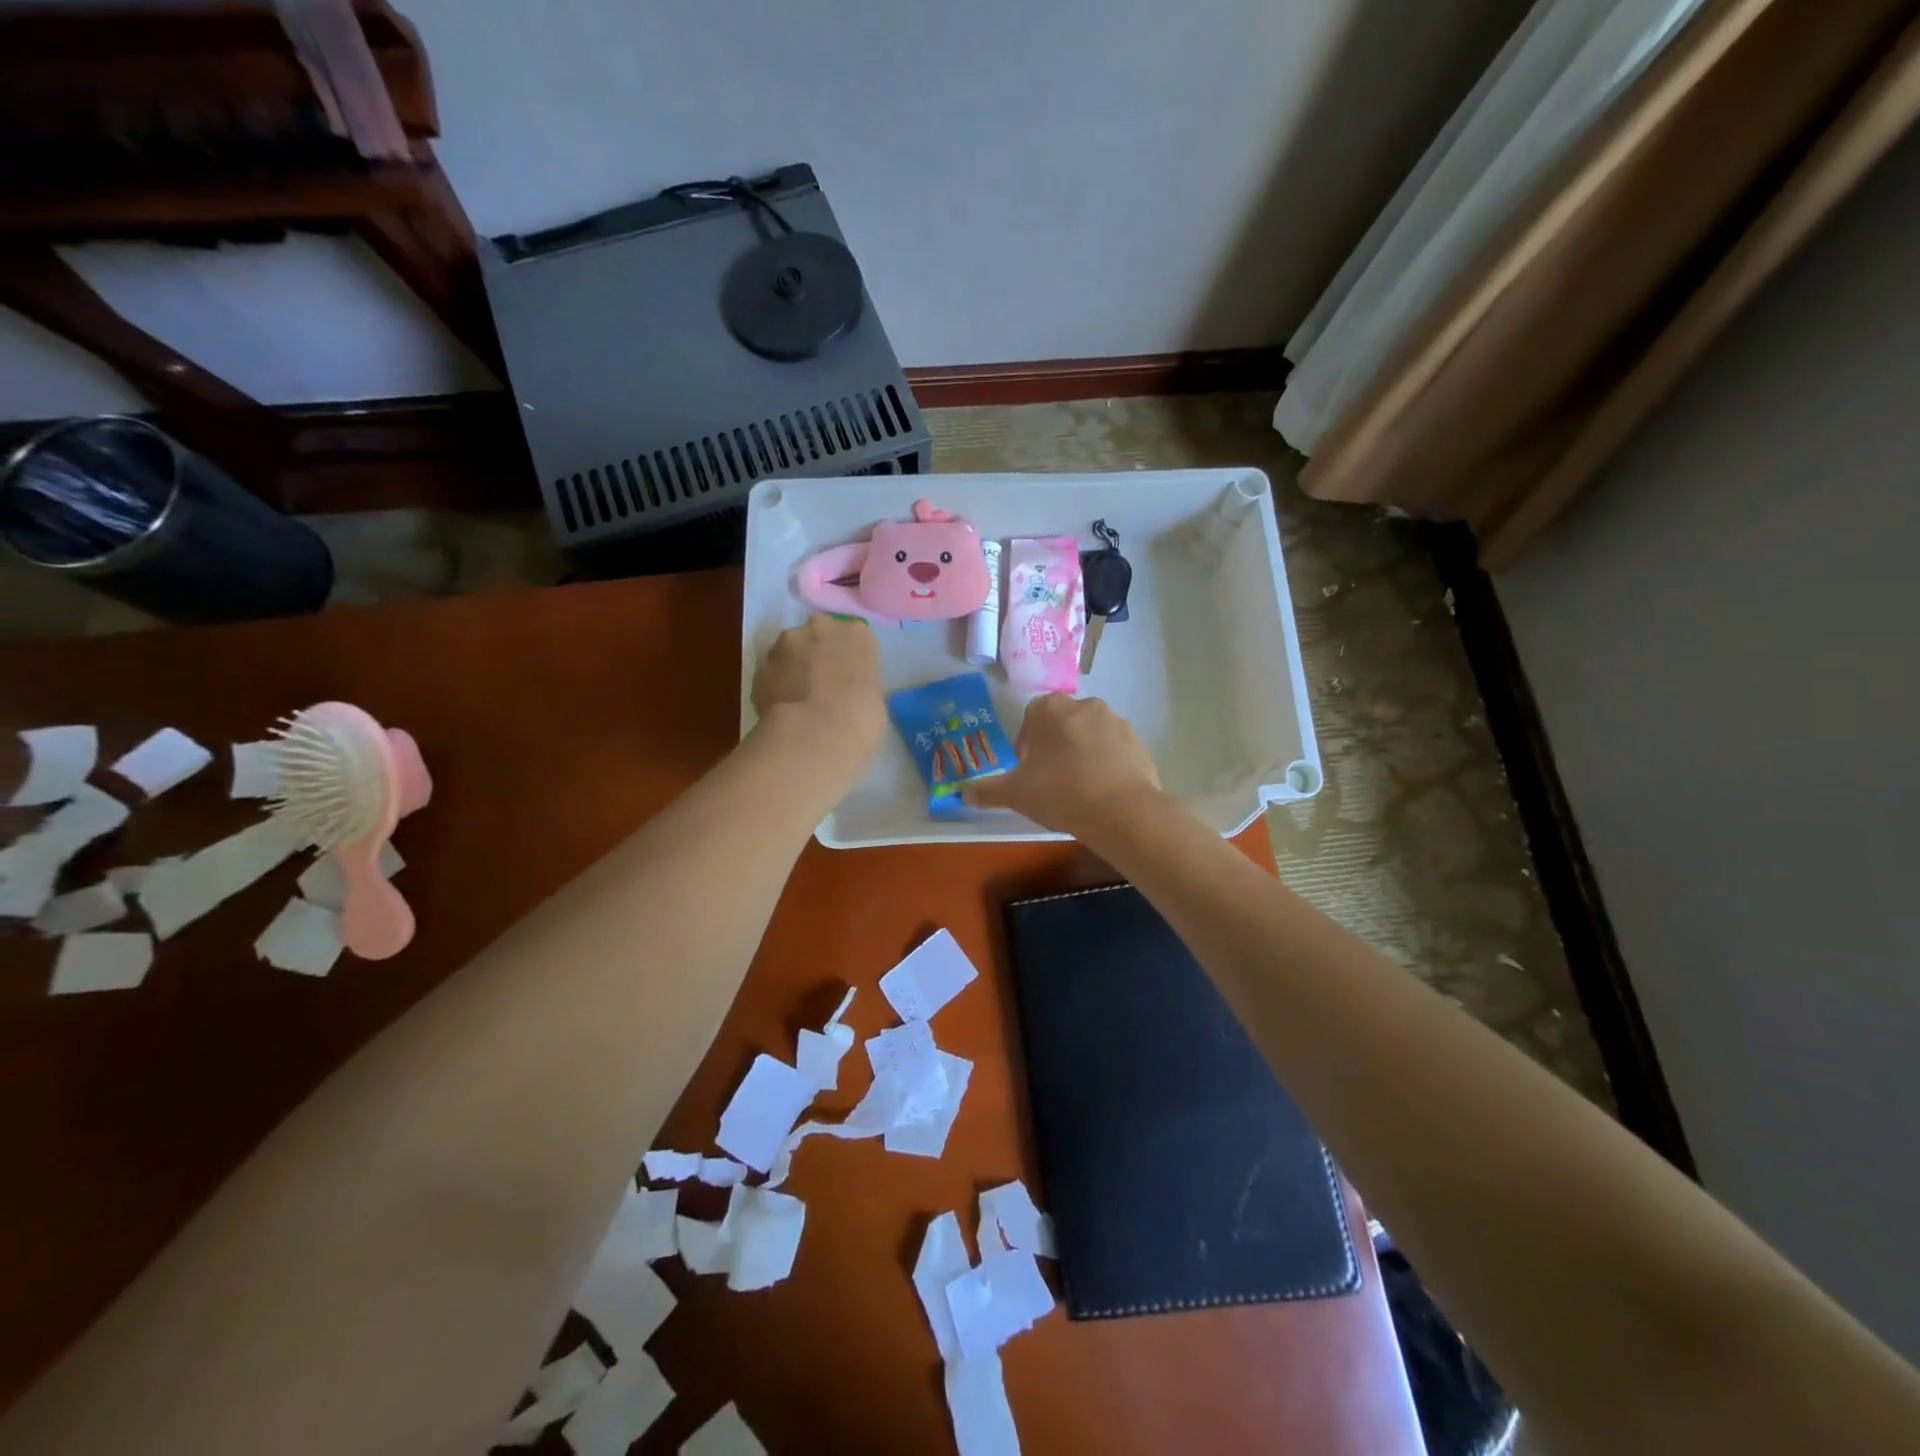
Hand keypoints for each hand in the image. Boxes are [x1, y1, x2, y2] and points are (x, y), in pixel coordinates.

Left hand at [752, 615, 886, 775]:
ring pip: (790, 650)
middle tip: (824, 685)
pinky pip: (772, 674)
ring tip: (800, 700)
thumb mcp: (875, 699)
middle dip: (819, 654)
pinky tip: (784, 710)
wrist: (815, 735)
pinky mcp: (760, 668)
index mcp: (857, 634)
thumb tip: (849, 693)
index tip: (851, 679)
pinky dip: (776, 686)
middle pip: (819, 634)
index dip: (851, 659)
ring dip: (794, 667)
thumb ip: (860, 685)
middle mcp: (820, 628)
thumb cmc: (861, 719)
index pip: (855, 637)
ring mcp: (785, 645)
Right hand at [966, 693, 1161, 839]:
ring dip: (1082, 752)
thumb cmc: (1060, 792)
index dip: (1027, 743)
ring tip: (1078, 788)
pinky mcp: (1138, 742)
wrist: (1122, 811)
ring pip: (1090, 735)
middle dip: (1055, 745)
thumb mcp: (1016, 794)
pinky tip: (1102, 792)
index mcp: (1051, 709)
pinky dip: (1106, 764)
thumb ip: (988, 791)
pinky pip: (1114, 750)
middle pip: (1062, 723)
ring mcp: (1116, 722)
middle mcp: (1085, 705)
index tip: (1028, 769)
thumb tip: (963, 794)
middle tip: (1050, 779)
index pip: (1031, 716)